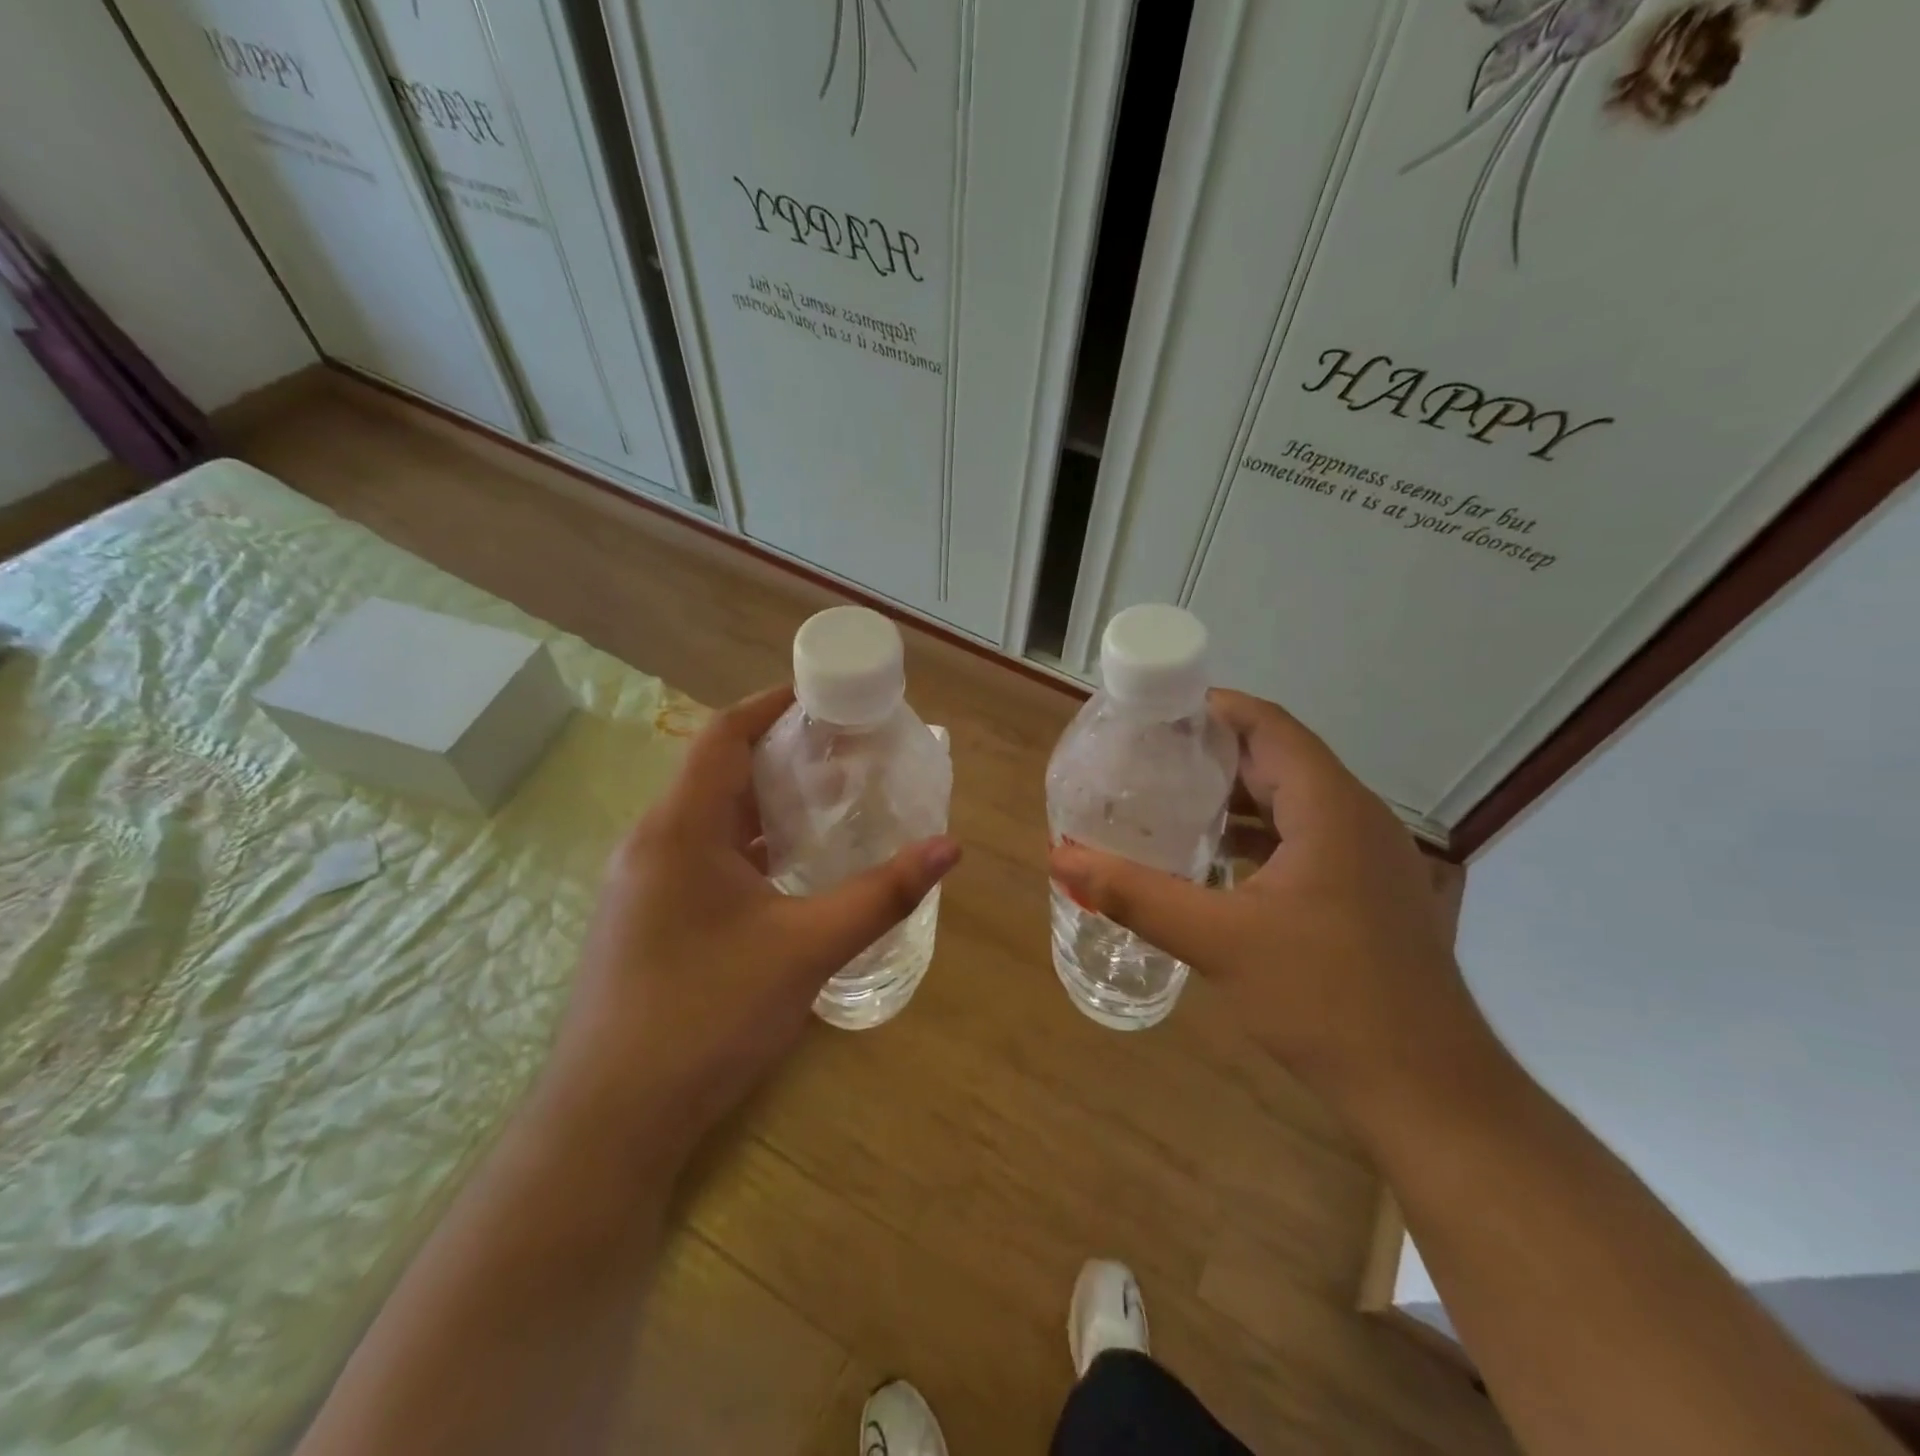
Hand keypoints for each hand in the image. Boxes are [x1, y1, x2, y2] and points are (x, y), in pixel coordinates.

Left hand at [539, 685, 959, 1162]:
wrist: (611, 1120)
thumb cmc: (707, 1015)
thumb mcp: (806, 948)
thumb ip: (881, 894)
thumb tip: (950, 847)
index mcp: (679, 828)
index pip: (723, 735)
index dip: (771, 705)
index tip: (824, 697)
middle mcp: (653, 843)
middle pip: (717, 771)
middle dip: (780, 754)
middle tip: (844, 752)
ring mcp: (643, 884)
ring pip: (710, 819)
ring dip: (764, 803)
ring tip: (828, 801)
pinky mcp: (647, 918)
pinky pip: (702, 856)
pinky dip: (748, 845)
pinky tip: (789, 869)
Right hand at [1049, 689, 1493, 1119]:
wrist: (1427, 1091)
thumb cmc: (1325, 1000)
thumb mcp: (1217, 941)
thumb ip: (1135, 894)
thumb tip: (1060, 858)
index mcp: (1330, 807)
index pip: (1267, 725)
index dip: (1210, 708)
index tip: (1152, 713)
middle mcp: (1357, 817)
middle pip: (1279, 757)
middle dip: (1212, 752)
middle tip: (1145, 758)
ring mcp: (1371, 856)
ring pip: (1294, 800)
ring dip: (1236, 796)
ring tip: (1170, 802)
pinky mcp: (1370, 891)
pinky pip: (1307, 837)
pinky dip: (1260, 835)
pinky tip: (1217, 862)